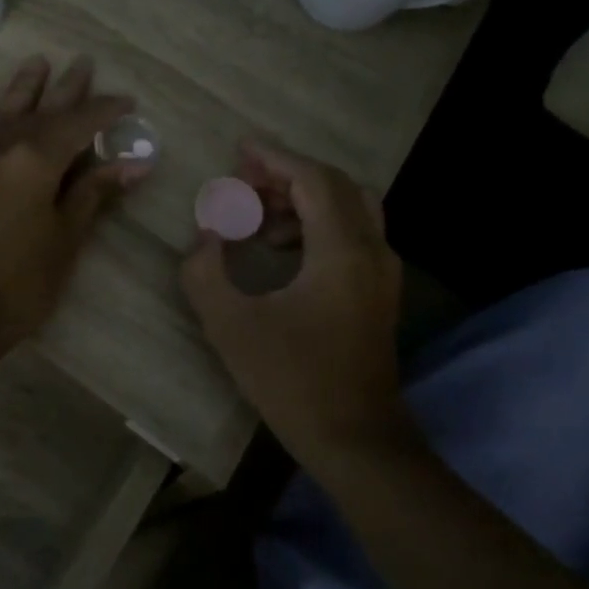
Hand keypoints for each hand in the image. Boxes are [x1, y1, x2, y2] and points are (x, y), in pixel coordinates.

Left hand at [0, 55, 145, 347]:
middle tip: (83, 63)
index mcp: (37, 162)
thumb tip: (135, 163)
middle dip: (67, 88)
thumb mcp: (65, 241)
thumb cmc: (17, 286)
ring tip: (38, 62)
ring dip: (21, 86)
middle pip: (41, 109)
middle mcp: (0, 145)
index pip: (80, 124)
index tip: (125, 102)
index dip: (105, 111)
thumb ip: (93, 194)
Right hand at [180, 140, 404, 468]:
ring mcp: (383, 273)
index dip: (275, 158)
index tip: (240, 149)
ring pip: (349, 209)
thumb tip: (206, 236)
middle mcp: (372, 251)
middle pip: (337, 186)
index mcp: (342, 251)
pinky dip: (318, 226)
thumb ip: (206, 271)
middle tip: (244, 182)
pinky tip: (282, 252)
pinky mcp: (380, 294)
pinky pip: (353, 235)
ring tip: (256, 219)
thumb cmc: (292, 381)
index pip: (312, 180)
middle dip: (288, 176)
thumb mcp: (231, 325)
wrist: (356, 440)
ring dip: (303, 201)